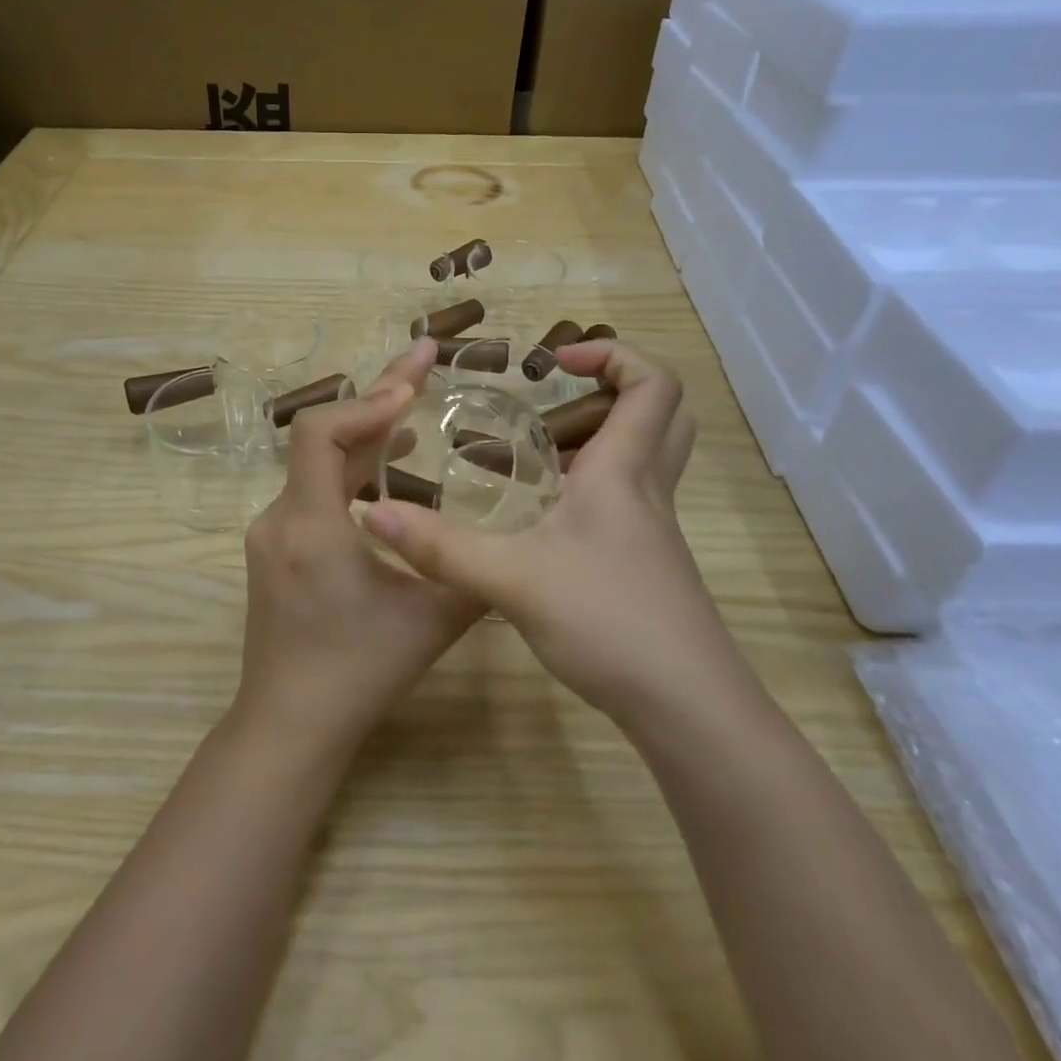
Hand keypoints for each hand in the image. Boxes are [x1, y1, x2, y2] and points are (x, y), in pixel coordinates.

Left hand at [234, 339, 485, 759]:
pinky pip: (311, 488)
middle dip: (376, 398)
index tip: (415, 384)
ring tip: (414, 409)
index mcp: (311, 527)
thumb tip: (520, 535)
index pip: (320, 433)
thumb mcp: (433, 621)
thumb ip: (474, 571)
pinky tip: (387, 469)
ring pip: (316, 462)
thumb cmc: (359, 673)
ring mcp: (270, 532)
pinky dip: (349, 467)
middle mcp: (280, 518)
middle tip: (424, 362)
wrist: (289, 724)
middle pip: (320, 436)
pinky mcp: (274, 546)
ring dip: (365, 433)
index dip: (367, 400)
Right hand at [361, 339, 742, 731]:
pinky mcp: (648, 564)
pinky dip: (595, 485)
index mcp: (624, 472)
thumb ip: (440, 547)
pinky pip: (630, 499)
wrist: (686, 706)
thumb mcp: (510, 579)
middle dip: (615, 388)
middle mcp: (646, 490)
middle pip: (663, 413)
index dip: (612, 353)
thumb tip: (373, 512)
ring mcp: (653, 530)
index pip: (653, 383)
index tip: (555, 361)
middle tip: (557, 399)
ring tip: (537, 452)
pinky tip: (546, 518)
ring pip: (647, 457)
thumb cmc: (608, 621)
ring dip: (601, 438)